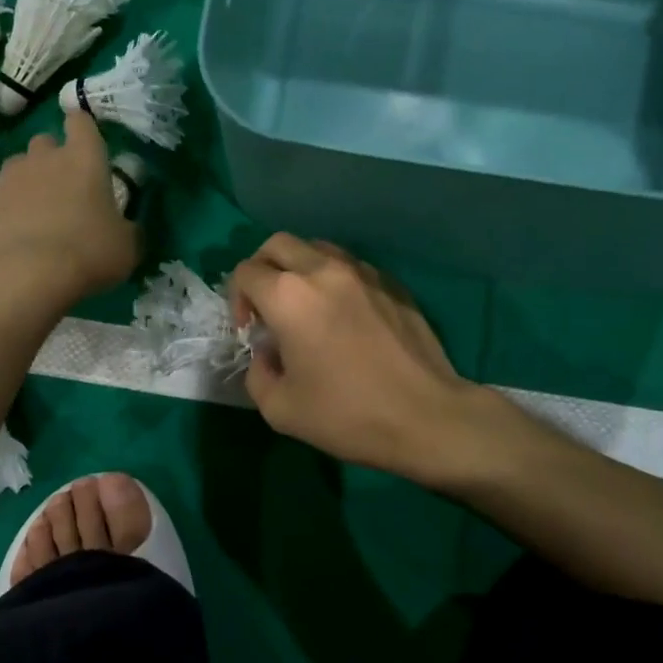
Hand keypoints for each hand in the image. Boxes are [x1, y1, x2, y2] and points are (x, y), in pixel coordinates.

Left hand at [0, 110, 138, 317]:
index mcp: (85, 158)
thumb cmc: (89, 253)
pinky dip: (8, 209)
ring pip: (18, 166)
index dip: (82, 128)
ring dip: (28, 181)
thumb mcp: (127, 246)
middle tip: (64, 188)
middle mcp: (45, 157)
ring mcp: (10, 178)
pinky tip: (15, 234)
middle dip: (52, 157)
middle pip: (45, 141)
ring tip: (37, 212)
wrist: (30, 276)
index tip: (85, 143)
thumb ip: (127, 228)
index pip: (81, 121)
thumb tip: (125, 227)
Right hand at [229, 234, 505, 482]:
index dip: (237, 299)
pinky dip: (334, 280)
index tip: (250, 330)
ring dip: (299, 269)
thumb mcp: (279, 409)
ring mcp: (362, 272)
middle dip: (262, 269)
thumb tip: (267, 354)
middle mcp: (323, 271)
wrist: (426, 417)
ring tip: (305, 306)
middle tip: (268, 306)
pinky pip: (350, 266)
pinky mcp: (392, 283)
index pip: (246, 272)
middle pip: (278, 245)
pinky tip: (343, 316)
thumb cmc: (347, 415)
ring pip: (317, 248)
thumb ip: (257, 373)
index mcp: (289, 297)